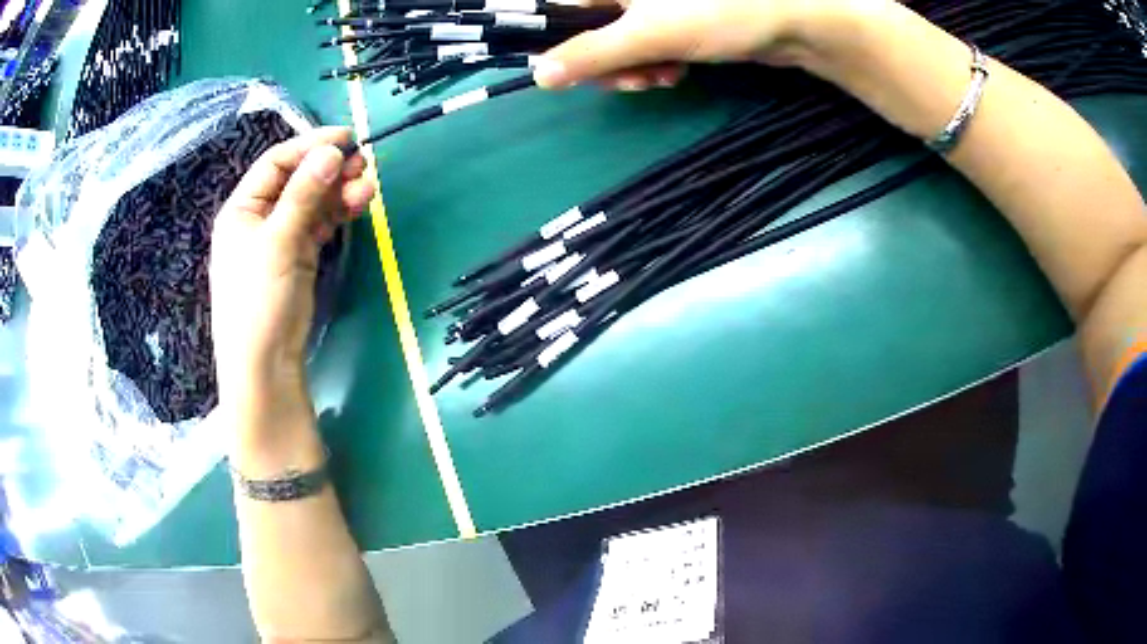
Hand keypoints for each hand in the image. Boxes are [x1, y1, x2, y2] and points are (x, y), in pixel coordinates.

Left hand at [210, 128, 374, 417]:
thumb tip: (331, 151)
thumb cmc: (259, 300)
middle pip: (297, 180)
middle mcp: (259, 218)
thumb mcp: (278, 242)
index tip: (346, 137)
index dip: (309, 146)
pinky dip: (338, 214)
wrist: (265, 366)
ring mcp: (279, 239)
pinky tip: (357, 205)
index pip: (276, 163)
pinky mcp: (297, 258)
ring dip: (339, 191)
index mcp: (242, 209)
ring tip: (368, 187)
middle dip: (329, 169)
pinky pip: (320, 225)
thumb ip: (304, 193)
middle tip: (363, 163)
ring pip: (312, 202)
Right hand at [533, 0, 864, 89]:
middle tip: (635, 80)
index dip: (560, 43)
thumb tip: (540, 74)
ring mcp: (651, 4)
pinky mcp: (676, 19)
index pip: (558, 10)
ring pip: (618, 43)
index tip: (576, 71)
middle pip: (587, 30)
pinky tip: (676, 73)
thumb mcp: (649, 34)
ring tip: (662, 77)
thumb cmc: (722, 12)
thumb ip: (591, 53)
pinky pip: (647, 46)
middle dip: (607, 64)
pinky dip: (655, 64)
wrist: (792, 22)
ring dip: (634, 69)